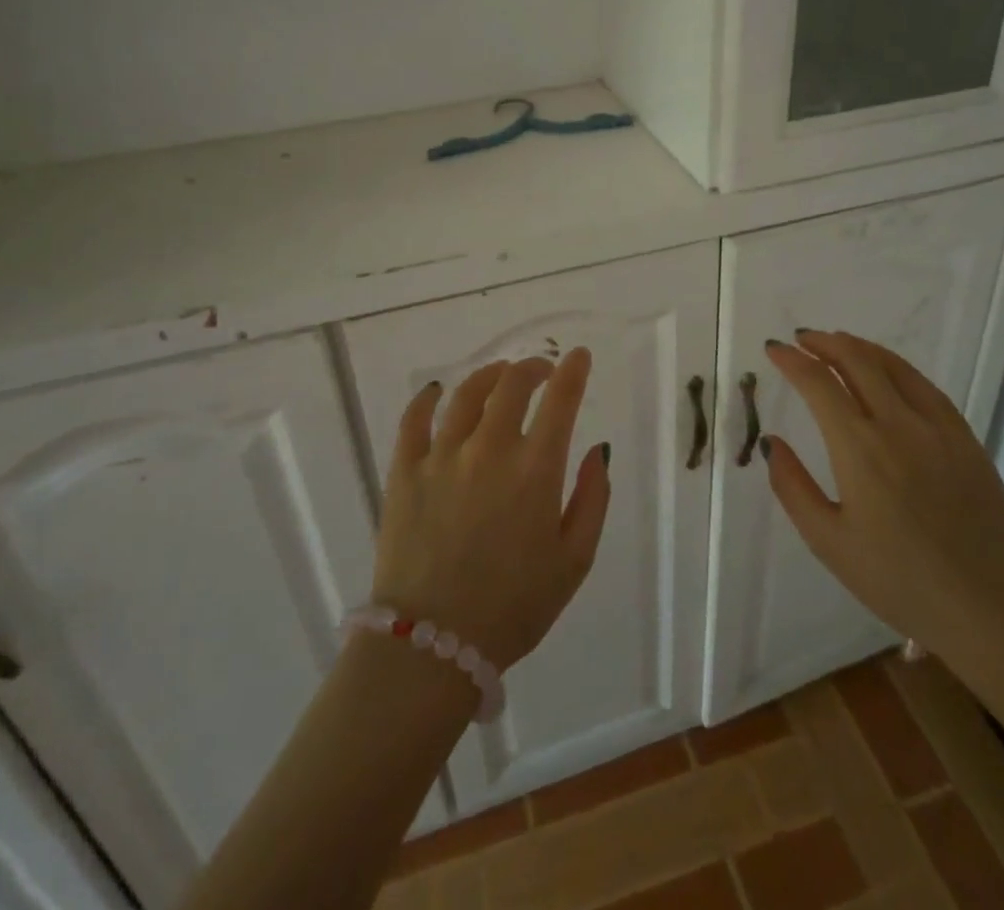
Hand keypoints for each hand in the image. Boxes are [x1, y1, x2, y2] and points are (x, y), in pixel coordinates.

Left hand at [370, 350, 610, 670]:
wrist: (432, 648)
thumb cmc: (514, 608)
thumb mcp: (574, 562)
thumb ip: (592, 499)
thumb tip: (598, 450)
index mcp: (535, 470)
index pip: (560, 400)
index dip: (573, 371)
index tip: (579, 356)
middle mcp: (489, 450)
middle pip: (512, 385)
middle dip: (532, 368)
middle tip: (541, 370)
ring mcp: (442, 457)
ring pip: (467, 394)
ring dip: (489, 375)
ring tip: (499, 375)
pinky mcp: (404, 472)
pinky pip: (413, 420)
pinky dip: (427, 398)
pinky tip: (436, 392)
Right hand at [761, 331, 1003, 690]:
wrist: (991, 610)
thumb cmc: (900, 581)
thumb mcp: (829, 543)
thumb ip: (793, 487)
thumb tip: (773, 443)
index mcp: (860, 449)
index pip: (818, 383)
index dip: (791, 360)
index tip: (773, 349)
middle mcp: (899, 424)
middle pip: (857, 360)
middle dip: (823, 343)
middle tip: (802, 340)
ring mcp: (938, 428)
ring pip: (893, 366)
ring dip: (859, 347)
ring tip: (837, 343)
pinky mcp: (966, 439)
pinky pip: (925, 386)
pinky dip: (896, 368)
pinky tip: (888, 373)